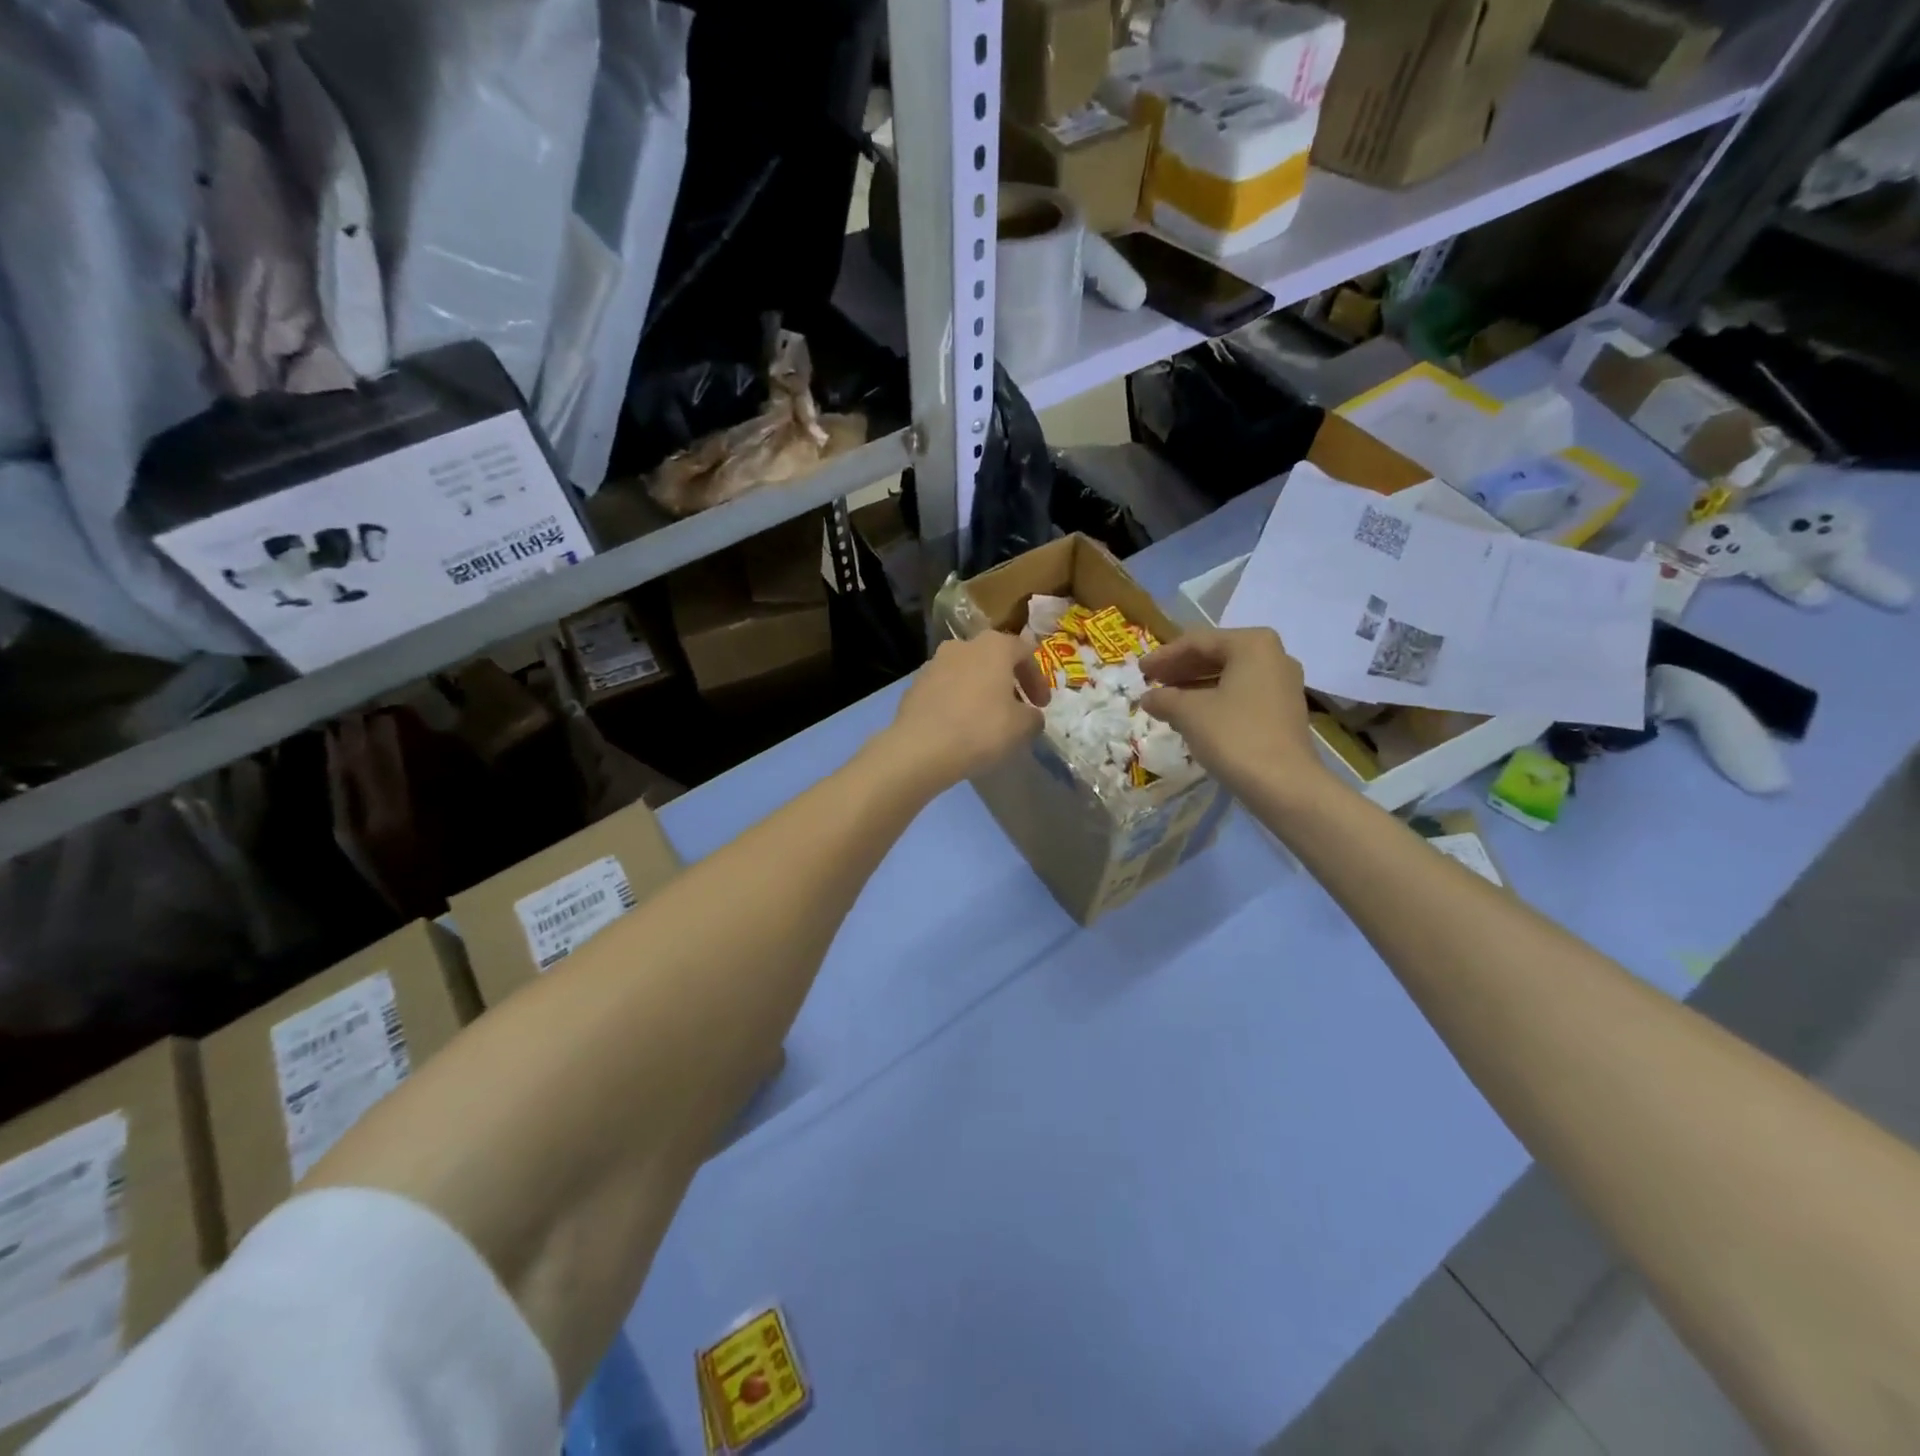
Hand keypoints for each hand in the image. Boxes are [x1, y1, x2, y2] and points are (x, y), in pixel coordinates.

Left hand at [885, 632, 1047, 786]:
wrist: (920, 748)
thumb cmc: (980, 729)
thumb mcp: (1021, 727)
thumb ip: (1034, 716)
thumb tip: (1031, 715)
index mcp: (993, 646)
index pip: (1025, 652)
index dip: (1038, 679)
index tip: (1042, 705)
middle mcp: (963, 645)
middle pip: (994, 658)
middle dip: (1008, 681)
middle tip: (1017, 708)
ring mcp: (934, 662)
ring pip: (967, 672)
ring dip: (981, 690)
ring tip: (987, 718)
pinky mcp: (915, 684)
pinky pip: (945, 688)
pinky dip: (958, 700)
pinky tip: (960, 725)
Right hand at [1139, 627, 1325, 801]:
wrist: (1284, 784)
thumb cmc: (1234, 736)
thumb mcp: (1189, 713)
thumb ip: (1164, 699)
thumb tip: (1148, 698)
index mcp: (1252, 644)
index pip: (1198, 641)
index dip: (1164, 656)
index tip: (1141, 671)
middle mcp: (1273, 656)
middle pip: (1216, 655)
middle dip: (1181, 669)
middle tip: (1152, 682)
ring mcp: (1282, 684)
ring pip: (1229, 676)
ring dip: (1195, 686)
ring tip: (1167, 700)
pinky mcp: (1283, 710)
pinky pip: (1242, 694)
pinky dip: (1215, 699)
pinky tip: (1193, 716)